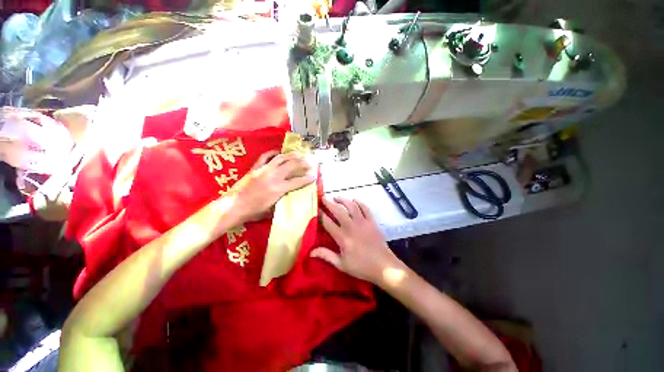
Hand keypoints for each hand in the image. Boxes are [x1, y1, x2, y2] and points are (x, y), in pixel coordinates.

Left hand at [230, 150, 314, 222]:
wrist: (233, 206)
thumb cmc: (253, 212)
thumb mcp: (272, 209)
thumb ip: (282, 200)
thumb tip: (290, 196)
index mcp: (278, 189)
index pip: (297, 182)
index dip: (307, 179)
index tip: (314, 176)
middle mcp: (273, 176)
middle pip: (291, 165)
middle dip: (303, 163)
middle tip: (309, 163)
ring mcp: (264, 170)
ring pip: (281, 158)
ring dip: (291, 155)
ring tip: (299, 154)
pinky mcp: (255, 167)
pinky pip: (265, 156)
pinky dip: (273, 153)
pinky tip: (278, 152)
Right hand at [310, 197, 404, 284]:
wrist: (384, 266)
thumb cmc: (362, 267)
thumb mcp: (342, 265)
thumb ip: (326, 255)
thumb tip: (311, 252)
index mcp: (343, 238)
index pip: (328, 223)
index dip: (321, 215)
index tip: (316, 210)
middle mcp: (352, 227)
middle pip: (338, 211)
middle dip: (329, 203)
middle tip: (323, 198)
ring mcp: (363, 222)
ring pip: (351, 206)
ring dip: (343, 200)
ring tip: (336, 197)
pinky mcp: (372, 221)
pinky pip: (365, 208)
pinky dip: (359, 202)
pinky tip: (354, 200)